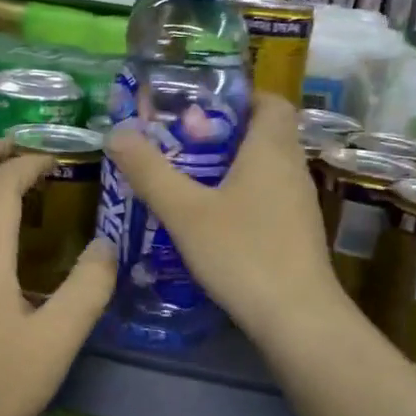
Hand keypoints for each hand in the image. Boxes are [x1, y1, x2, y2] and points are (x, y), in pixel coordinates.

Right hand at [105, 92, 345, 347]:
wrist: (297, 318)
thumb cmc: (242, 253)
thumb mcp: (185, 211)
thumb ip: (150, 171)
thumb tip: (117, 132)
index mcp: (271, 149)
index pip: (270, 101)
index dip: (239, 97)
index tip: (200, 107)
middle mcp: (292, 169)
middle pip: (263, 134)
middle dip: (222, 134)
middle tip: (179, 145)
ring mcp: (298, 204)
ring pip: (264, 169)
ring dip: (229, 168)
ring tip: (186, 180)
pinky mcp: (296, 233)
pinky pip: (267, 198)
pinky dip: (240, 197)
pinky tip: (210, 221)